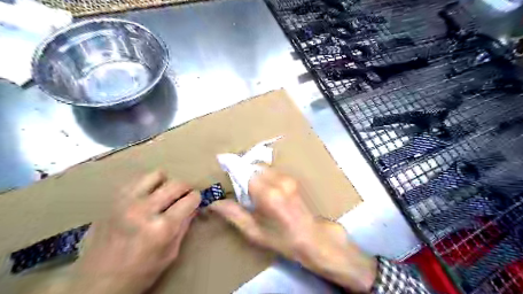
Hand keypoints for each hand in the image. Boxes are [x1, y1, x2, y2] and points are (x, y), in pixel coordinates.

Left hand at [62, 172, 199, 293]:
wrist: (96, 283)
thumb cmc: (140, 273)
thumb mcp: (170, 254)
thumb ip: (184, 226)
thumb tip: (194, 206)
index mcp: (162, 227)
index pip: (190, 199)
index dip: (196, 199)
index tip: (195, 201)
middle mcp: (145, 210)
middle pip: (176, 184)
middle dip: (186, 188)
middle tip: (184, 196)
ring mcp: (126, 202)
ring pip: (157, 174)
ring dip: (166, 182)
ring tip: (164, 194)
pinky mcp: (113, 200)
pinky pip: (137, 180)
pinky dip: (147, 184)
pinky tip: (147, 196)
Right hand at [210, 167, 378, 291]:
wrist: (311, 238)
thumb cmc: (282, 239)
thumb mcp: (253, 231)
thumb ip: (233, 214)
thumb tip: (213, 203)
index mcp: (268, 194)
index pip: (244, 171)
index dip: (232, 166)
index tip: (221, 161)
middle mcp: (279, 181)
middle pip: (253, 166)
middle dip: (242, 172)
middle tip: (236, 185)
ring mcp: (288, 178)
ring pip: (262, 167)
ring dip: (253, 173)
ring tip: (249, 190)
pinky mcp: (292, 179)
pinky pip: (271, 171)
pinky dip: (262, 175)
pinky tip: (262, 189)